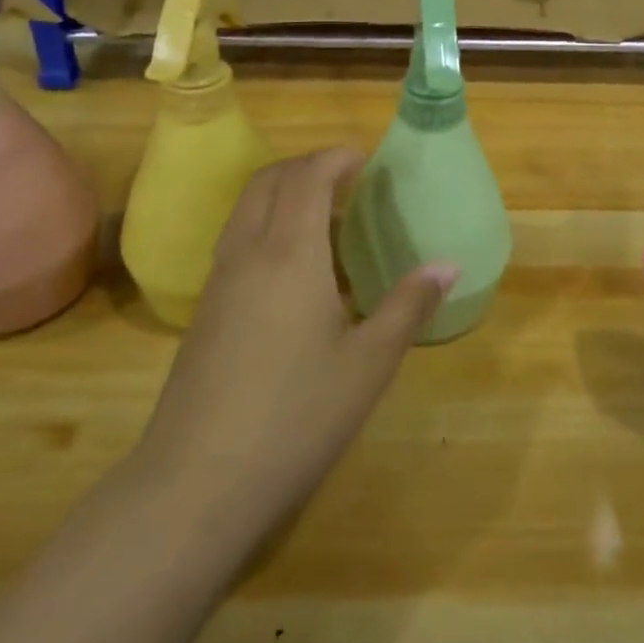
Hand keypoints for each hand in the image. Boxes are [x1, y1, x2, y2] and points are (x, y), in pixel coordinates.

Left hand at [124, 147, 456, 581]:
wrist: (196, 485)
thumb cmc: (296, 417)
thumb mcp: (368, 364)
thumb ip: (409, 306)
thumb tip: (448, 265)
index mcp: (289, 253)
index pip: (307, 176)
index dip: (336, 157)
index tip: (366, 161)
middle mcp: (247, 253)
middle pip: (269, 181)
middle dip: (307, 166)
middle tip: (346, 180)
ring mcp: (218, 282)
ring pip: (246, 209)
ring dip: (283, 195)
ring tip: (326, 221)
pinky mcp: (204, 312)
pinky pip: (237, 241)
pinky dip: (267, 227)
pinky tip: (295, 273)